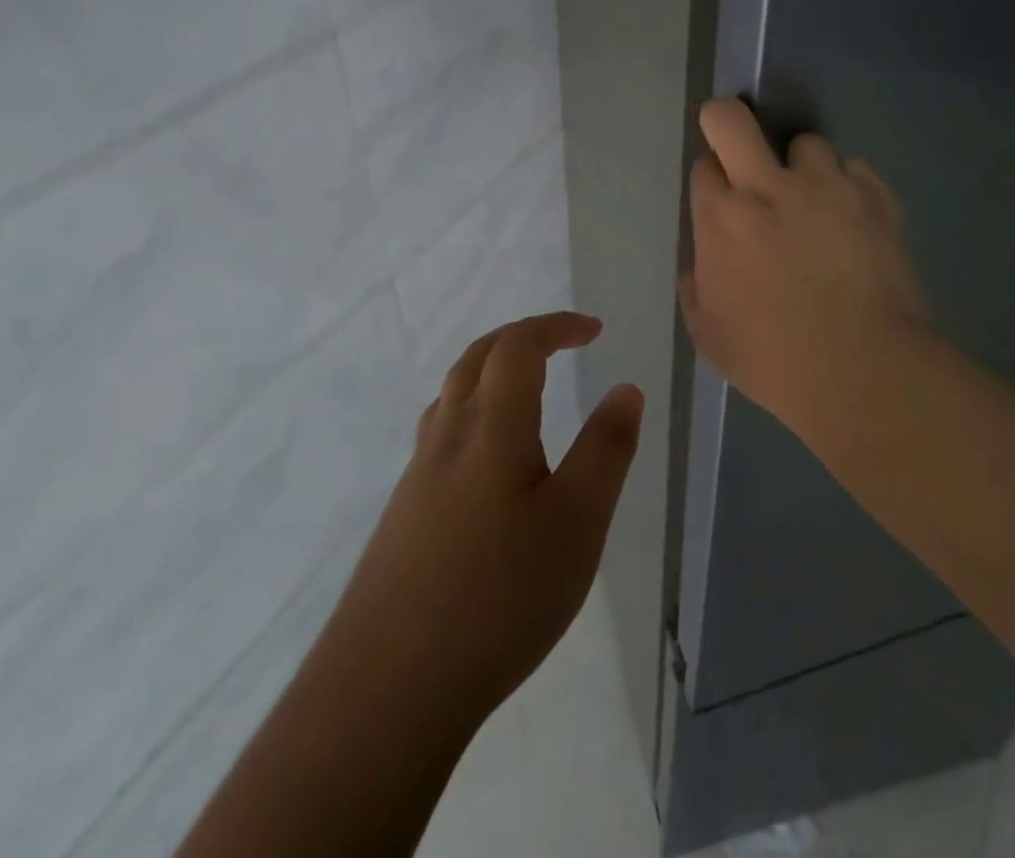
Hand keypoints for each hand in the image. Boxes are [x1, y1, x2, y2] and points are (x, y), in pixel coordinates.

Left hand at [321, 312, 643, 732]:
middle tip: (560, 342)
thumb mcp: (577, 523)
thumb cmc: (499, 597)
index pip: (518, 347)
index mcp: (491, 427)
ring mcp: (418, 475)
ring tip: (524, 388)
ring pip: (451, 394)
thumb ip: (605, 450)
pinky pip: (440, 433)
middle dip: (521, 337)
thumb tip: (626, 388)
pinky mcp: (403, 513)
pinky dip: (471, 411)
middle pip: (477, 358)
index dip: (555, 326)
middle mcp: (447, 436)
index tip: (593, 330)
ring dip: (490, 370)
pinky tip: (485, 460)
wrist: (388, 687)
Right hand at [680, 98, 932, 458]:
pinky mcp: (875, 198)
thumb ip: (696, 287)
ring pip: (807, 143)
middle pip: (732, 119)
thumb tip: (704, 264)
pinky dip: (849, 187)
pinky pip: (855, 170)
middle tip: (738, 145)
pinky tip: (852, 218)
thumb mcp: (708, 334)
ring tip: (814, 199)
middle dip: (726, 119)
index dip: (711, 178)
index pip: (704, 165)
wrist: (863, 372)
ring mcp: (826, 187)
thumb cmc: (773, 360)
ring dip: (803, 166)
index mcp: (721, 219)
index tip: (720, 197)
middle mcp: (768, 187)